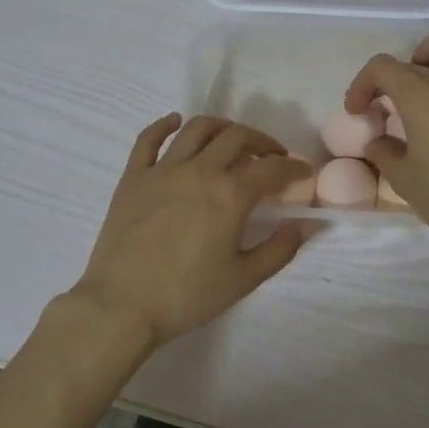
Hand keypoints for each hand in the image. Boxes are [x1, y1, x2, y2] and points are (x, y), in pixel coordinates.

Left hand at [70, 114, 313, 349]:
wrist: (122, 306)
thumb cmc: (187, 296)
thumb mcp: (243, 279)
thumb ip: (280, 249)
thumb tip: (306, 224)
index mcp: (230, 195)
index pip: (272, 168)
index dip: (294, 167)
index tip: (304, 172)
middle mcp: (199, 171)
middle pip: (237, 137)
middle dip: (262, 142)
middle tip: (272, 156)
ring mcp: (162, 170)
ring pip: (197, 129)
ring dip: (222, 127)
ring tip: (232, 139)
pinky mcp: (133, 177)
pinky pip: (149, 138)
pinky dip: (164, 124)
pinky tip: (175, 121)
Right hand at [345, 29, 428, 260]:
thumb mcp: (404, 180)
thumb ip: (384, 152)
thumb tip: (378, 141)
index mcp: (421, 97)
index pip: (382, 68)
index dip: (361, 85)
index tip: (357, 111)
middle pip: (413, 62)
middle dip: (390, 80)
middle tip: (385, 107)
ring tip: (427, 75)